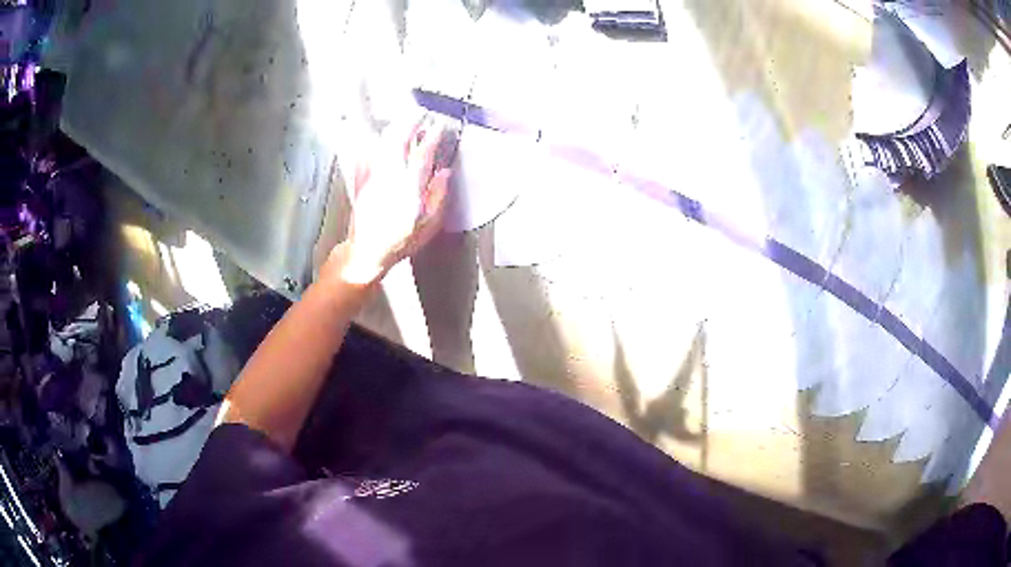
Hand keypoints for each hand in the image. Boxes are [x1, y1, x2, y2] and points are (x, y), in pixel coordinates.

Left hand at [327, 116, 452, 285]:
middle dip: (410, 122)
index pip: (423, 154)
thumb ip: (438, 197)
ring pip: (382, 143)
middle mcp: (390, 179)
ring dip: (394, 128)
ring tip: (404, 122)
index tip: (439, 125)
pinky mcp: (361, 180)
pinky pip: (367, 154)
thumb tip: (444, 173)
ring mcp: (373, 177)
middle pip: (399, 140)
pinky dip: (375, 142)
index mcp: (410, 189)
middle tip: (420, 113)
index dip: (432, 136)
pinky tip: (380, 138)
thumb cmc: (399, 242)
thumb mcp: (428, 226)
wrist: (366, 252)